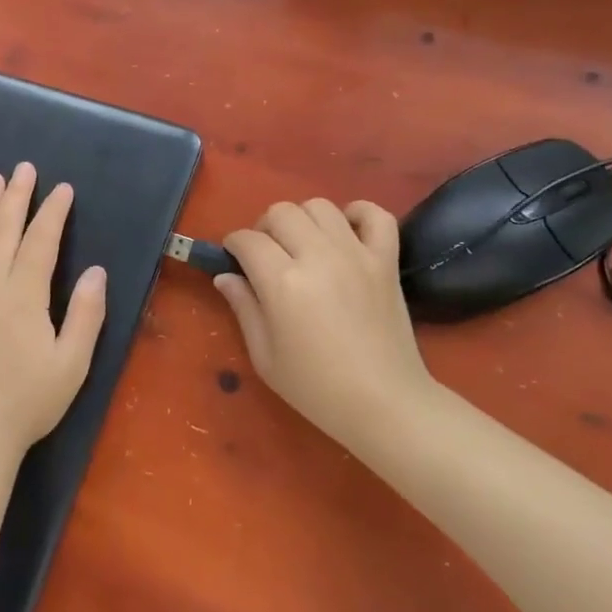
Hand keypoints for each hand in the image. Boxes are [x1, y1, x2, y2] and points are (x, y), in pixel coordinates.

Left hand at [0, 163, 107, 458]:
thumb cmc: (29, 400)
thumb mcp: (72, 363)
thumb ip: (85, 314)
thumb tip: (96, 272)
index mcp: (23, 295)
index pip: (40, 241)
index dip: (53, 212)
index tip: (62, 189)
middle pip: (2, 229)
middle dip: (16, 195)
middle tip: (23, 169)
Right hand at [214, 199, 428, 449]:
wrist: (385, 404)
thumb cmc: (316, 388)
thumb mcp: (265, 357)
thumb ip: (243, 308)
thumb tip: (225, 276)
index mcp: (282, 282)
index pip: (247, 240)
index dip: (233, 245)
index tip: (234, 259)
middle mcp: (318, 256)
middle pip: (281, 212)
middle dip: (265, 228)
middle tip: (267, 255)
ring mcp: (356, 254)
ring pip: (320, 206)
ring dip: (303, 219)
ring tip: (304, 245)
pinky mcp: (386, 260)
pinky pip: (376, 215)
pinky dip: (359, 214)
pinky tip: (346, 233)